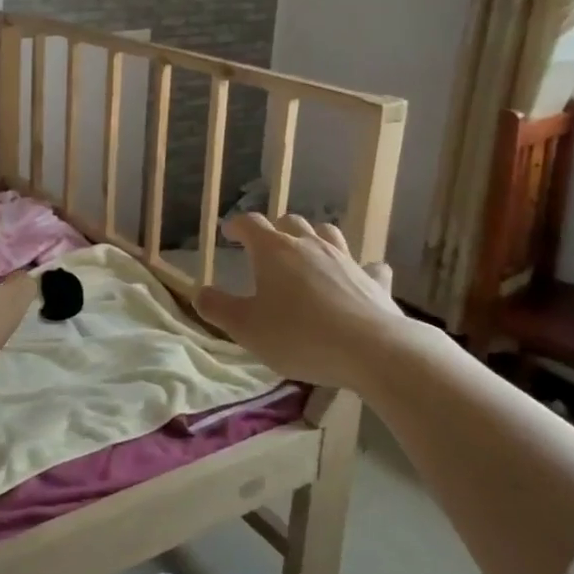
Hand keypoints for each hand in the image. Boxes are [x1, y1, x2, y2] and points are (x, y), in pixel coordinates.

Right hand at [195, 213, 415, 387]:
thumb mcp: (246, 328)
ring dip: (313, 237)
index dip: (237, 225)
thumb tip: (200, 293)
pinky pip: (367, 265)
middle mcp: (309, 245)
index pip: (251, 224)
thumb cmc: (299, 335)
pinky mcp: (374, 280)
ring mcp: (346, 259)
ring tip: (306, 251)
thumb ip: (218, 308)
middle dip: (275, 229)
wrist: (372, 350)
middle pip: (290, 223)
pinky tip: (357, 276)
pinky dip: (358, 267)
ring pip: (327, 234)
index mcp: (273, 251)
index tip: (228, 233)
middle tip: (266, 246)